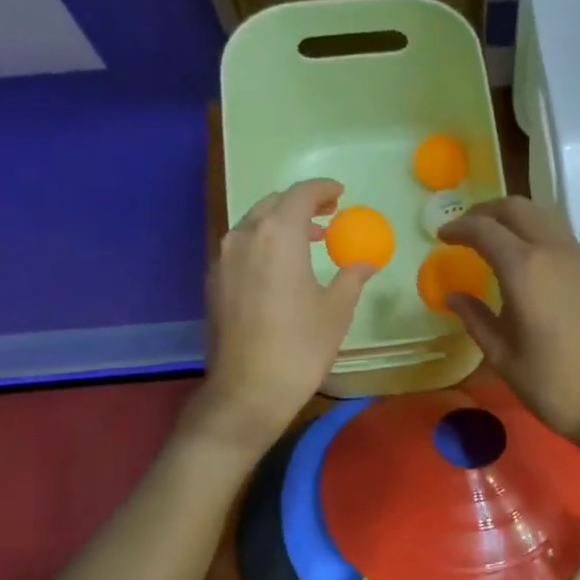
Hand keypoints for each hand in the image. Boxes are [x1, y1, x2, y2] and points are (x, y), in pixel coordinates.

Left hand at [198, 179, 375, 455]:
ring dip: (280, 226)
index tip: (339, 194)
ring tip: (306, 242)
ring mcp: (223, 259)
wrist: (249, 389)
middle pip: (272, 204)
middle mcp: (244, 236)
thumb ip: (351, 278)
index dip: (322, 190)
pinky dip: (262, 246)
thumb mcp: (336, 311)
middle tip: (326, 217)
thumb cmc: (301, 346)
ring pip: (252, 225)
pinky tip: (279, 269)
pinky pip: (240, 249)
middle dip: (300, 205)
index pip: (300, 195)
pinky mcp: (214, 282)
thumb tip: (366, 263)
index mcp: (278, 235)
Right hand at [438, 198, 579, 448]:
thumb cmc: (554, 385)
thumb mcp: (504, 357)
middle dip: (486, 212)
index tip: (442, 236)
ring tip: (495, 243)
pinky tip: (528, 265)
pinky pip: (561, 238)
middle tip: (466, 231)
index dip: (459, 228)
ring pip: (543, 218)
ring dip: (514, 220)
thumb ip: (476, 320)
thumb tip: (454, 296)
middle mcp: (554, 252)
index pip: (485, 230)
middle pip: (517, 208)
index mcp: (525, 270)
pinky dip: (536, 236)